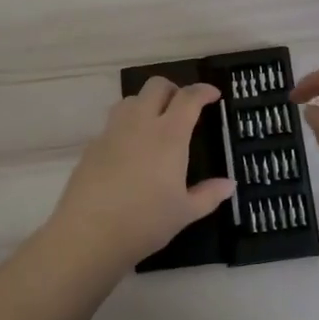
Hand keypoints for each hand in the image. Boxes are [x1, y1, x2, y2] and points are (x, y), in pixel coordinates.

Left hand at [47, 77, 234, 270]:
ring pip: (130, 99)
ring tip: (154, 123)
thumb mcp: (185, 213)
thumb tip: (229, 184)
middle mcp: (140, 123)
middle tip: (183, 106)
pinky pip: (112, 123)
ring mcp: (113, 132)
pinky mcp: (93, 145)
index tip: (214, 95)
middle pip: (156, 86)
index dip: (203, 91)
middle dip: (173, 89)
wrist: (88, 233)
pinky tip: (129, 150)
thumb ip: (209, 195)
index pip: (188, 98)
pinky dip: (126, 125)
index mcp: (169, 135)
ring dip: (146, 102)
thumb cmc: (145, 222)